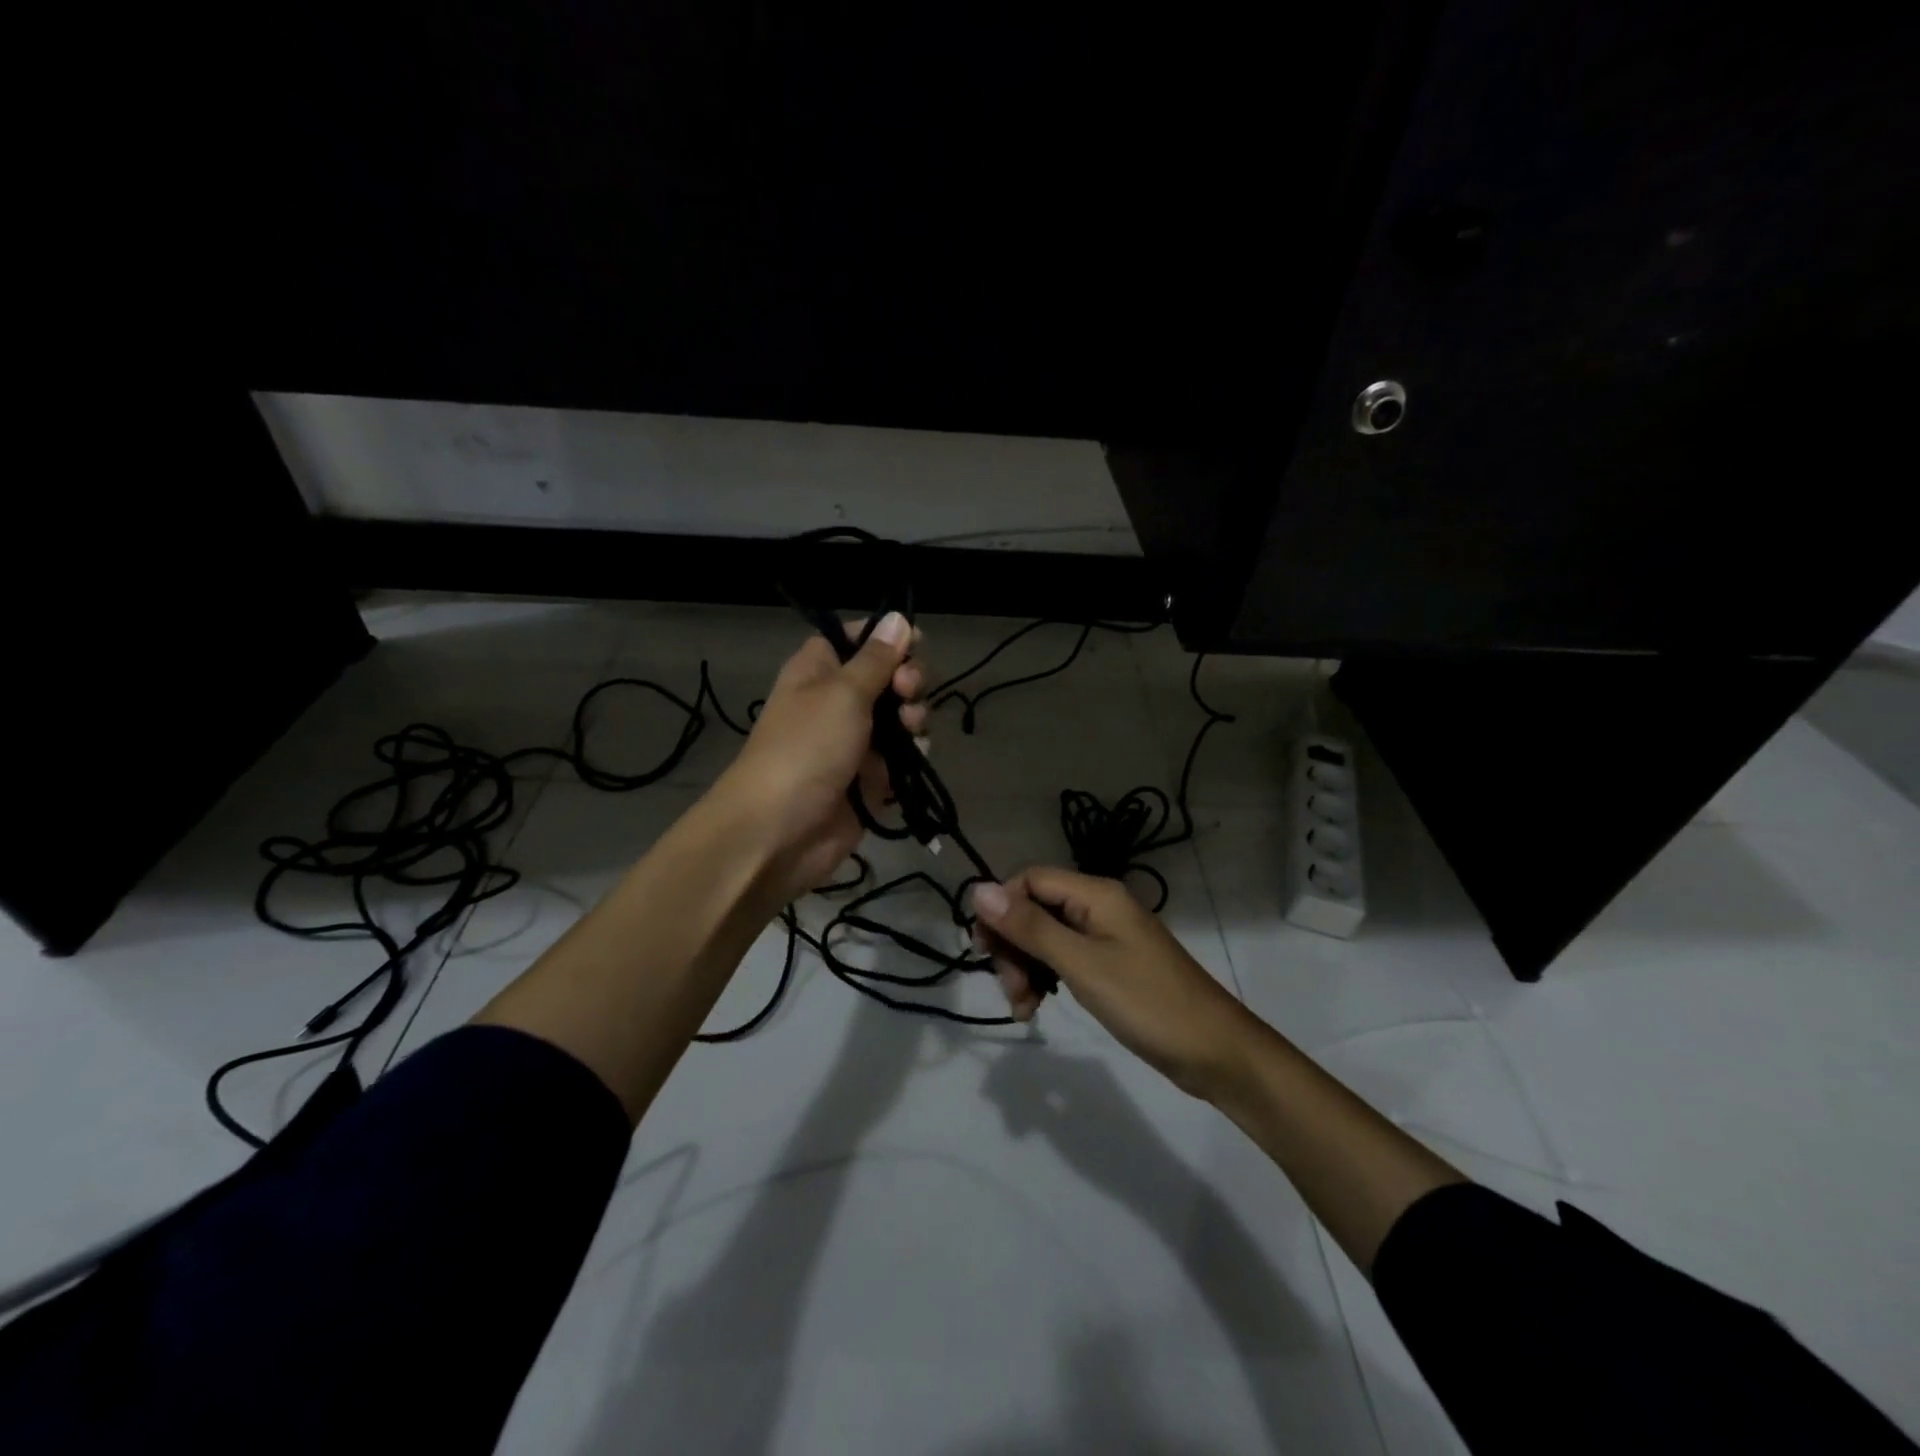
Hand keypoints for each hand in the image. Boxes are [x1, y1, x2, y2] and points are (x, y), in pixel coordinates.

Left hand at [713, 611, 927, 904]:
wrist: (780, 831)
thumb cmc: (807, 748)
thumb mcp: (843, 693)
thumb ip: (877, 658)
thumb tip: (897, 618)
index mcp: (820, 670)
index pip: (859, 638)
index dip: (888, 639)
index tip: (914, 645)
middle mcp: (837, 701)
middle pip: (888, 678)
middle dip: (908, 682)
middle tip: (908, 692)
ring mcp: (855, 742)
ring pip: (900, 719)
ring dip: (914, 720)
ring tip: (911, 733)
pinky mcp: (869, 779)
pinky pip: (901, 759)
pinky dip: (910, 758)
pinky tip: (911, 762)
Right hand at [971, 867, 1256, 1099]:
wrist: (1215, 1052)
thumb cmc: (1147, 1002)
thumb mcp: (1082, 964)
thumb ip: (1030, 927)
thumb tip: (979, 889)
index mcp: (1096, 894)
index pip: (1030, 880)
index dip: (1001, 908)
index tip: (984, 950)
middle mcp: (1100, 907)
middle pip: (1036, 909)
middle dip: (1014, 946)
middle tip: (1011, 990)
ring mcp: (1107, 937)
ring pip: (1047, 938)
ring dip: (1026, 968)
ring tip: (1024, 1008)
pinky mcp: (1111, 965)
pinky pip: (1065, 959)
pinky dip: (1047, 979)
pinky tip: (1039, 1007)